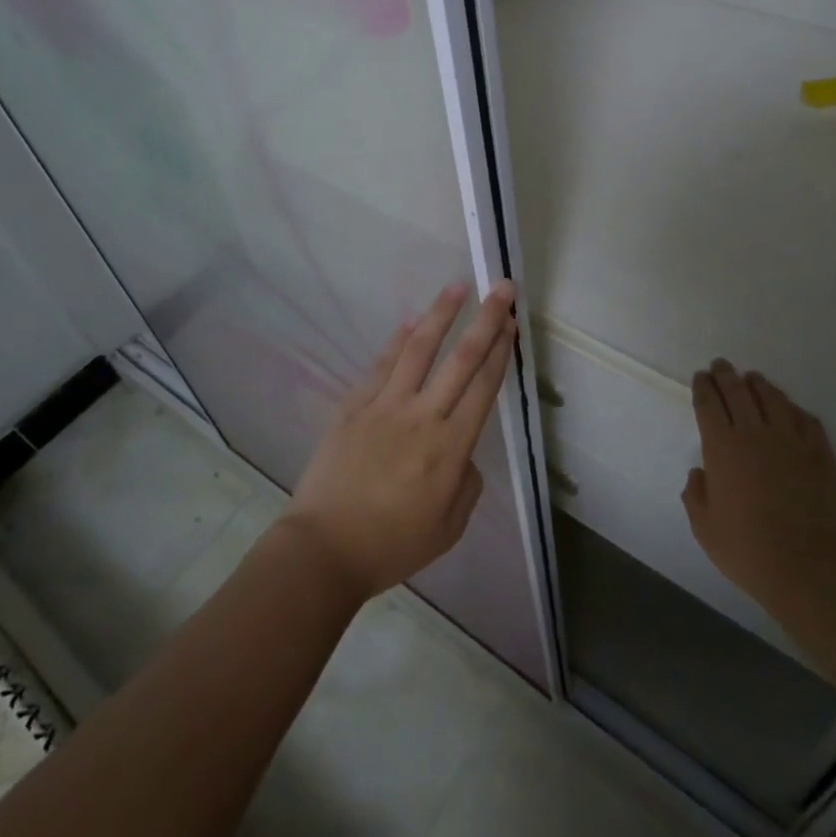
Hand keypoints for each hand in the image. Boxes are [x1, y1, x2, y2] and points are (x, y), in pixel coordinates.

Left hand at [282, 281, 515, 600]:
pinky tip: (411, 322)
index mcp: (450, 449)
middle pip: (461, 358)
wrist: (324, 549)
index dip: (500, 351)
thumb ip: (467, 483)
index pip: (483, 387)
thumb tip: (462, 452)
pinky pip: (381, 364)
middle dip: (485, 320)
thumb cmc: (391, 545)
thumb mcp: (449, 528)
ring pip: (418, 349)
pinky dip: (397, 340)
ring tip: (457, 287)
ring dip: (440, 314)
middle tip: (501, 288)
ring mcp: (384, 406)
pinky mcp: (354, 406)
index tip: (511, 323)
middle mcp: (422, 417)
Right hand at [682, 360, 835, 618]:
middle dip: (726, 375)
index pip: (708, 403)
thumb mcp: (703, 527)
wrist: (806, 565)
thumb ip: (695, 494)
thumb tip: (700, 473)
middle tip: (721, 366)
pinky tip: (789, 409)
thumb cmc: (746, 548)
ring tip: (753, 379)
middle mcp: (754, 433)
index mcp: (721, 447)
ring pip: (772, 398)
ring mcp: (790, 440)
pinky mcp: (819, 452)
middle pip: (738, 391)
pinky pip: (805, 419)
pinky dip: (793, 409)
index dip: (703, 387)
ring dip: (758, 384)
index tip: (701, 377)